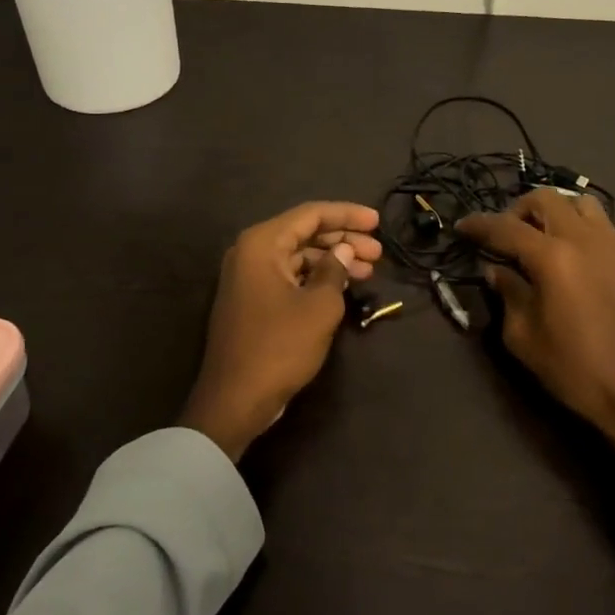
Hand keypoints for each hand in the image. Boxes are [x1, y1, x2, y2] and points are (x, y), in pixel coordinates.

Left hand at [180, 201, 383, 461]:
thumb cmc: (279, 347)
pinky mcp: (253, 301)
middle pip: (304, 234)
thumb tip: (344, 251)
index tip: (377, 222)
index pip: (310, 215)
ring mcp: (250, 278)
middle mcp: (251, 253)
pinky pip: (290, 277)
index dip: (347, 215)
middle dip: (343, 240)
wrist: (236, 399)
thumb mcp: (319, 307)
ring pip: (299, 257)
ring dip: (333, 261)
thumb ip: (335, 271)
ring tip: (369, 271)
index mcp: (262, 244)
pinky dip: (317, 279)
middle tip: (378, 252)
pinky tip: (343, 287)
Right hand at [457, 189, 614, 485]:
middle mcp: (586, 241)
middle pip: (546, 199)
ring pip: (583, 205)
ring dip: (557, 213)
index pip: (505, 227)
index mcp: (552, 258)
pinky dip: (584, 239)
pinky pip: (607, 235)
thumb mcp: (523, 338)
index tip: (462, 227)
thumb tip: (498, 271)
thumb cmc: (573, 370)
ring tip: (545, 239)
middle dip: (518, 210)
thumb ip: (507, 294)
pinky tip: (580, 270)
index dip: (479, 224)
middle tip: (507, 235)